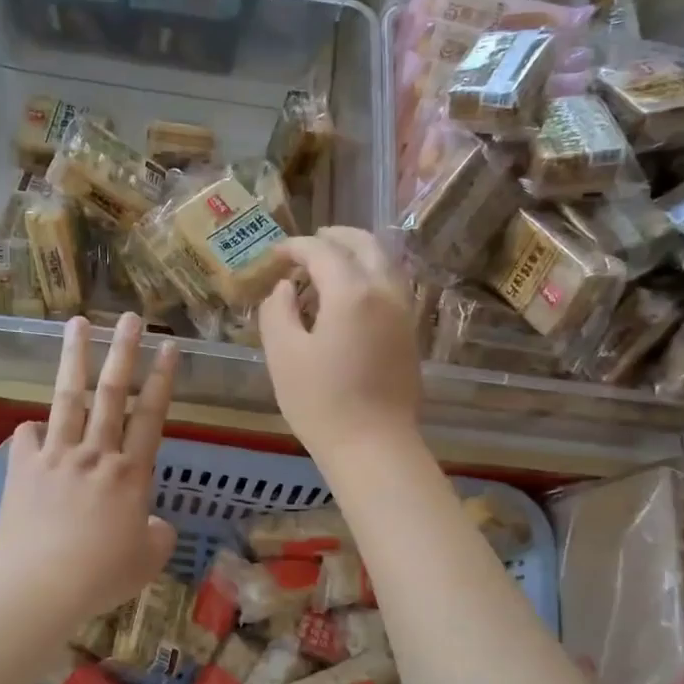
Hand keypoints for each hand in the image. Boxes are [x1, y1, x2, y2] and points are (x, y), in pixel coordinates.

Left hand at [0, 314, 179, 629]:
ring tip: (77, 324)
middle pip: (112, 393)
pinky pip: (27, 437)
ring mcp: (56, 457)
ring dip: (74, 358)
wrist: (40, 586)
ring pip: (68, 398)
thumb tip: (155, 523)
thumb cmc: (101, 575)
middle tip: (130, 317)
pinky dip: (33, 430)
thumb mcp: (147, 560)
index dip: (162, 379)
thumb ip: (158, 535)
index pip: (151, 416)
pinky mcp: (23, 469)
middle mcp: (95, 454)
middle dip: (124, 351)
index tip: (169, 346)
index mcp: (131, 474)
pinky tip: (33, 428)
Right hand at [259, 228, 422, 466]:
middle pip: (365, 245)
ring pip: (385, 264)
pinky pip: (392, 287)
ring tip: (330, 265)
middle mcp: (385, 292)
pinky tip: (350, 296)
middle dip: (335, 237)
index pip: (322, 251)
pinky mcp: (409, 335)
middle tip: (309, 243)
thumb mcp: (283, 354)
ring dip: (357, 254)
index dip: (295, 247)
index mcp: (352, 292)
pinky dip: (370, 276)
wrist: (373, 446)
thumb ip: (278, 311)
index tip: (274, 254)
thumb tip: (286, 288)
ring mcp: (404, 313)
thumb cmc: (321, 402)